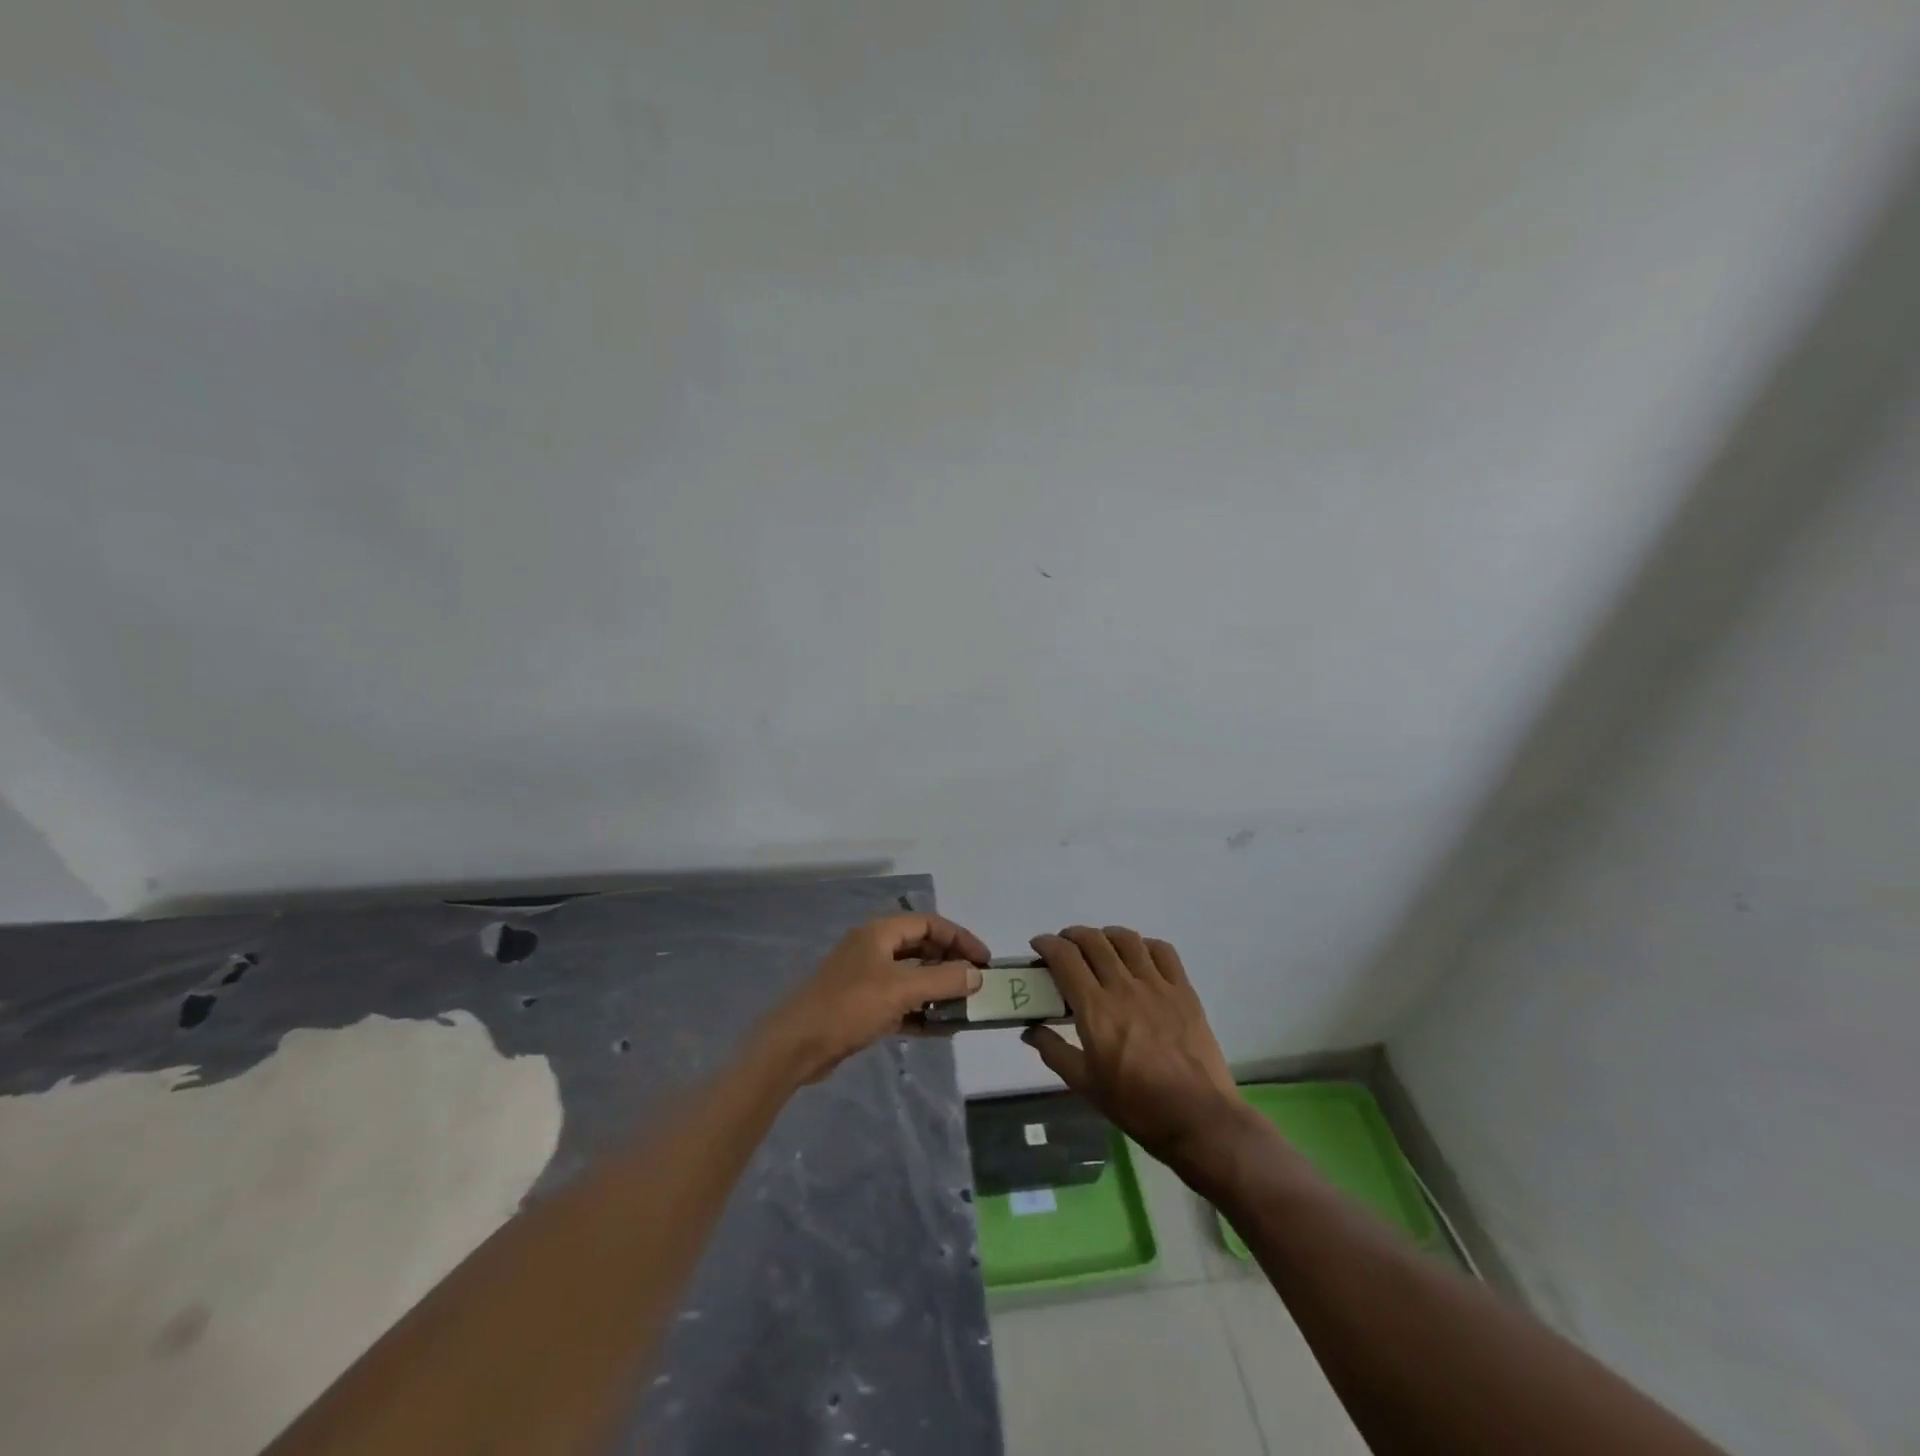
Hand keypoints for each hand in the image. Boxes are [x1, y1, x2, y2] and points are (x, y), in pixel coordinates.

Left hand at [759, 914, 988, 1083]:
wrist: (797, 1045)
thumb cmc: (850, 1006)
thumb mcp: (901, 990)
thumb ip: (943, 981)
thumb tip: (976, 974)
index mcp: (880, 933)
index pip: (930, 924)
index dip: (960, 938)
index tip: (985, 960)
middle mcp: (874, 949)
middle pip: (922, 948)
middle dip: (951, 964)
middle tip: (977, 983)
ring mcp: (866, 978)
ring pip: (912, 977)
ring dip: (938, 990)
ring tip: (965, 1008)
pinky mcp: (862, 1006)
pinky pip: (901, 1002)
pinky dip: (921, 1011)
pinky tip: (941, 1029)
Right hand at [1023, 927, 1239, 1166]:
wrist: (1198, 1118)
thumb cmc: (1136, 1105)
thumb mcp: (1085, 1085)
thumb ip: (1054, 1051)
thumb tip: (1029, 1030)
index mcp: (1095, 1010)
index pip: (1065, 958)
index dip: (1047, 944)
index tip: (1039, 947)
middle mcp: (1124, 987)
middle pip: (1093, 941)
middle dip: (1072, 936)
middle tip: (1065, 948)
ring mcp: (1157, 986)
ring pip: (1126, 939)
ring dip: (1105, 936)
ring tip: (1100, 947)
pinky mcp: (1184, 991)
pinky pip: (1163, 951)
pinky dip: (1144, 945)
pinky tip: (1139, 957)